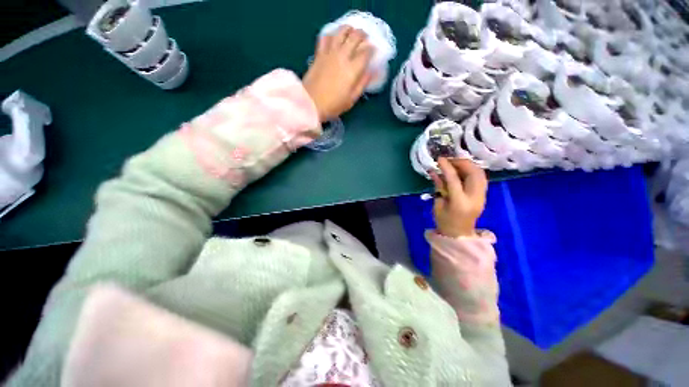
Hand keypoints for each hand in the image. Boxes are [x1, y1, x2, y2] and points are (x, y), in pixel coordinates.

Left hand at [302, 26, 373, 121]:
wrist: (311, 103)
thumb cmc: (333, 105)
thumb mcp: (351, 99)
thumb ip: (362, 84)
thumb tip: (372, 72)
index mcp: (353, 69)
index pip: (366, 52)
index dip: (372, 49)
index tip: (374, 51)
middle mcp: (342, 56)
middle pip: (355, 37)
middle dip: (363, 35)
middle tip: (365, 38)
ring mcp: (330, 53)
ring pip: (341, 32)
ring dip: (349, 29)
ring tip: (351, 32)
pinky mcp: (319, 53)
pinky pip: (325, 37)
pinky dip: (332, 34)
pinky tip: (334, 37)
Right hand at [430, 158, 487, 237]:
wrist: (459, 235)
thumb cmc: (444, 222)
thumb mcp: (438, 204)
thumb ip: (439, 187)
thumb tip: (434, 171)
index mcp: (459, 202)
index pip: (454, 179)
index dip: (446, 167)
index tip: (440, 159)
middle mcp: (474, 198)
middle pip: (474, 173)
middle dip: (462, 162)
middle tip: (450, 160)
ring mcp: (482, 197)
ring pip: (480, 174)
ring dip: (469, 165)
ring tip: (455, 164)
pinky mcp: (483, 196)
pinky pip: (481, 178)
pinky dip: (472, 171)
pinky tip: (462, 171)